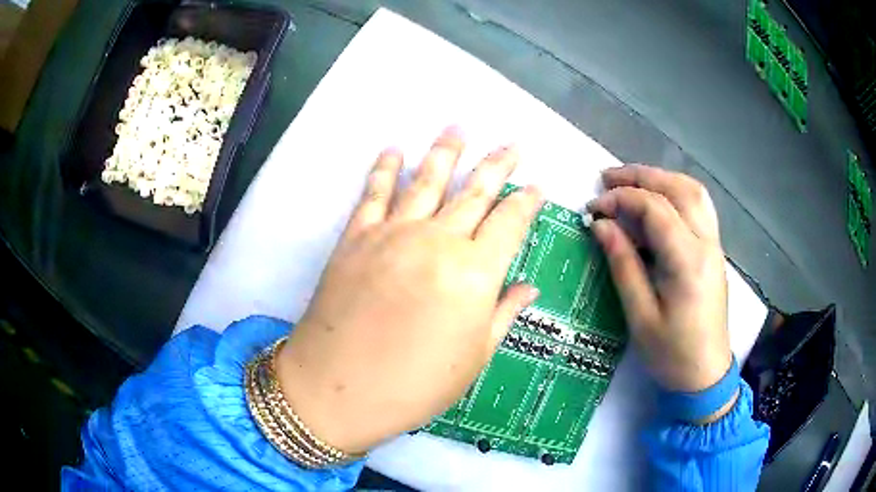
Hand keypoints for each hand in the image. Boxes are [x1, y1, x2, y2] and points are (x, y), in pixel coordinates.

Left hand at [275, 127, 542, 453]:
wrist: (337, 389)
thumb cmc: (414, 385)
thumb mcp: (473, 358)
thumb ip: (504, 314)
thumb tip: (529, 286)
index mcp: (475, 273)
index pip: (510, 223)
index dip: (527, 202)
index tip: (536, 186)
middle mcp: (438, 241)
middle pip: (474, 192)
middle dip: (496, 165)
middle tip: (511, 144)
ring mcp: (393, 234)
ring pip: (427, 181)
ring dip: (445, 152)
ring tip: (458, 128)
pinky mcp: (356, 237)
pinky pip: (375, 194)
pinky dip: (385, 169)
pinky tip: (394, 150)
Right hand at [587, 165, 732, 412]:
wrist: (706, 374)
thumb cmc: (671, 353)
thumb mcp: (640, 316)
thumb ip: (623, 265)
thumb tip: (601, 225)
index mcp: (687, 261)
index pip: (654, 209)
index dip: (621, 200)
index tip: (593, 209)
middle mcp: (706, 243)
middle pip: (677, 188)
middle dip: (640, 176)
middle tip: (607, 179)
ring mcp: (714, 244)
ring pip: (692, 191)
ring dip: (661, 178)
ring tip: (631, 182)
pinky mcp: (714, 251)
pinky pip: (699, 206)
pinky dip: (676, 192)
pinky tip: (659, 200)